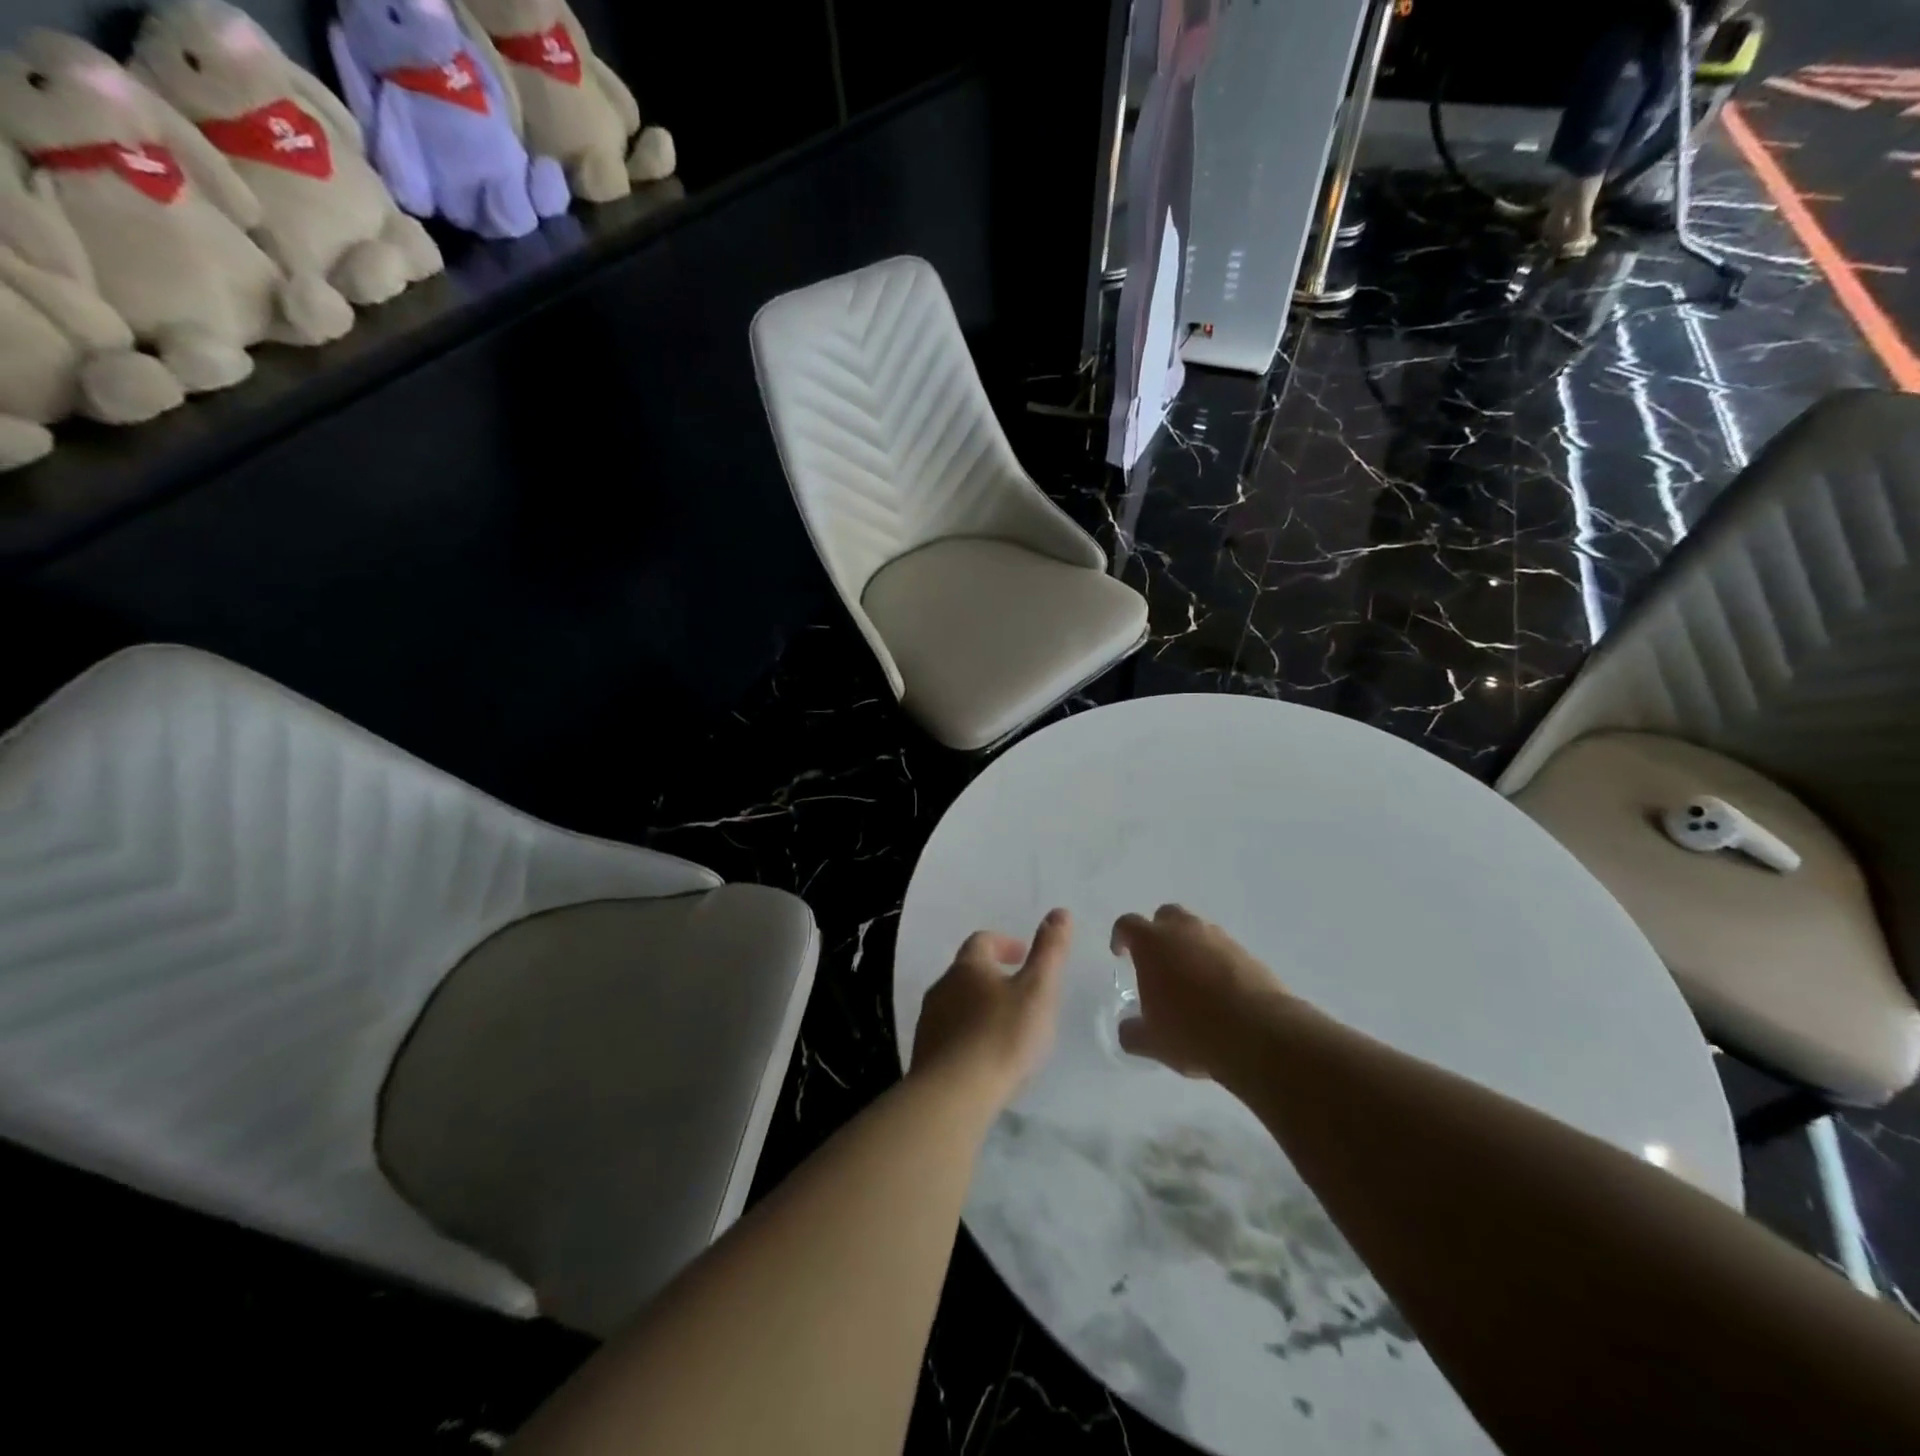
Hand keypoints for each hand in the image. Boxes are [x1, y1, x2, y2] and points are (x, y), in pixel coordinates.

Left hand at [911, 909, 1069, 1107]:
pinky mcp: (926, 1054)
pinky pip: (950, 1034)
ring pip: (956, 1004)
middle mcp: (942, 987)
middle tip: (1020, 993)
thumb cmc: (1002, 1035)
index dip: (1004, 944)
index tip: (1024, 956)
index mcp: (968, 967)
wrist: (953, 1094)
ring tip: (1006, 1028)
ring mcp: (929, 1021)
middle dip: (992, 977)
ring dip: (979, 1008)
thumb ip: (1050, 951)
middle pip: (967, 972)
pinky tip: (985, 1058)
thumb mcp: (1038, 990)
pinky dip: (968, 1036)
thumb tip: (1060, 912)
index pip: (982, 941)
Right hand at [1111, 904, 1290, 1078]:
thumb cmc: (1192, 1031)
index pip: (1128, 924)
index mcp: (1153, 943)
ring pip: (1198, 931)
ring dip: (1190, 947)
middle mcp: (1185, 931)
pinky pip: (1224, 951)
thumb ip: (1133, 1032)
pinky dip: (1217, 963)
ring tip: (1191, 980)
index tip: (1120, 953)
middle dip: (1159, 932)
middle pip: (1167, 916)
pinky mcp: (1249, 955)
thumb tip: (1127, 1030)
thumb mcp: (1153, 1041)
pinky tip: (1220, 993)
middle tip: (1158, 961)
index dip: (1121, 936)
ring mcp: (1220, 939)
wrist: (1259, 1035)